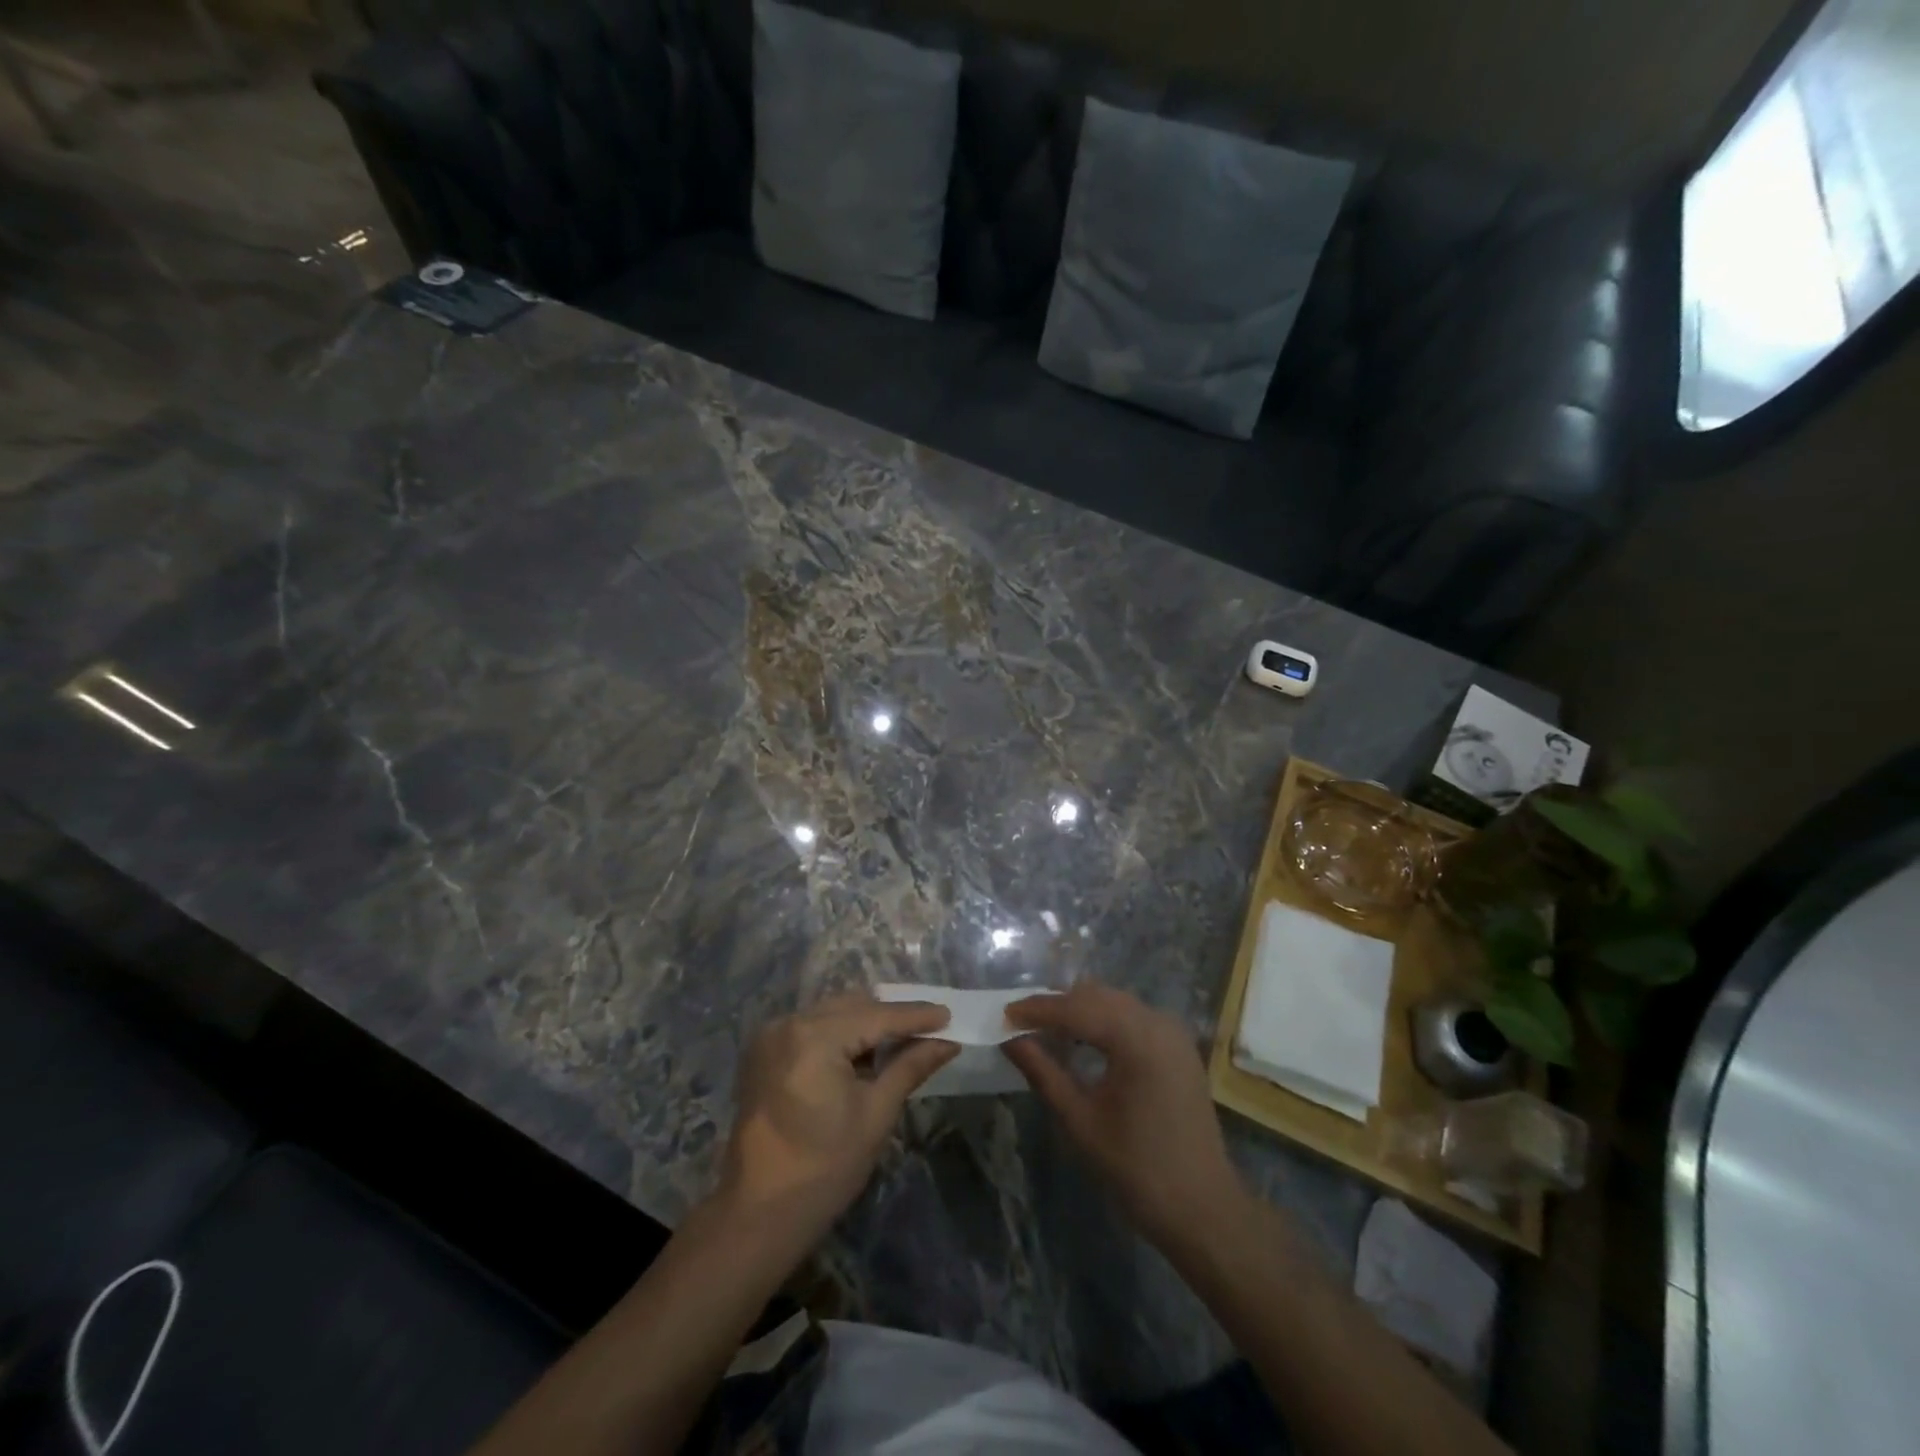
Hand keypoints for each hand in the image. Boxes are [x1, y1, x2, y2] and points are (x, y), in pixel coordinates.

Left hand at [717, 994, 956, 1245]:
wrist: (759, 1214)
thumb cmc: (825, 1168)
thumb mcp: (876, 1114)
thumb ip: (910, 1066)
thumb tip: (948, 1042)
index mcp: (814, 1037)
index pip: (876, 1016)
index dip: (915, 1016)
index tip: (949, 1014)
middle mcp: (789, 1023)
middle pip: (853, 1006)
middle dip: (891, 1015)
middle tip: (929, 1027)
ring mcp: (771, 1035)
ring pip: (832, 1012)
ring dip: (866, 1022)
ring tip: (901, 1040)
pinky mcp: (764, 1051)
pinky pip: (812, 1027)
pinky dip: (840, 1033)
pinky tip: (863, 1053)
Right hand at [1004, 981, 1241, 1247]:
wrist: (1203, 1210)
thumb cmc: (1137, 1170)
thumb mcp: (1080, 1121)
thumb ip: (1043, 1072)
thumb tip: (1010, 1041)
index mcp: (1137, 1038)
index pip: (1076, 1008)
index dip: (1037, 1009)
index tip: (1004, 1014)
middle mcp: (1158, 1022)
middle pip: (1097, 996)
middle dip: (1057, 1005)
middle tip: (1020, 1022)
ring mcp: (1172, 1032)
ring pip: (1115, 1003)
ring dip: (1080, 1010)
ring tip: (1045, 1029)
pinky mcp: (1178, 1047)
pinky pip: (1132, 1017)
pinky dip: (1103, 1020)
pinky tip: (1082, 1039)